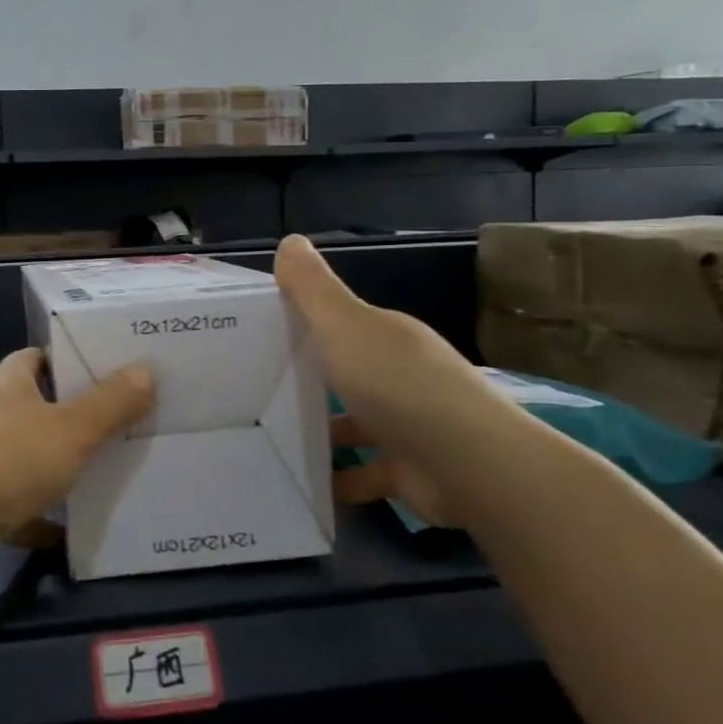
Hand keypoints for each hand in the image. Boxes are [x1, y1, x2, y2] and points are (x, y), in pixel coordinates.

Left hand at [0, 348, 154, 585]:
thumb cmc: (5, 460)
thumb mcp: (70, 430)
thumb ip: (110, 404)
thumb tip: (145, 370)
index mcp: (8, 382)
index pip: (42, 358)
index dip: (75, 360)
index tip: (116, 370)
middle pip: (40, 407)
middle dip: (78, 416)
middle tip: (130, 422)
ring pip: (31, 457)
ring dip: (62, 466)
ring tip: (115, 470)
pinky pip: (21, 504)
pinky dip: (44, 516)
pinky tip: (78, 530)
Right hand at [275, 234, 517, 527]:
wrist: (471, 465)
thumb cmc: (398, 384)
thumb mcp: (345, 326)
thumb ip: (313, 289)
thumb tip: (290, 240)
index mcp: (385, 337)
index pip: (339, 324)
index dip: (301, 325)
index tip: (256, 336)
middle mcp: (399, 375)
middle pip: (345, 373)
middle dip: (306, 381)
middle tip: (251, 391)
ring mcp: (407, 425)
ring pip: (354, 424)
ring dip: (320, 433)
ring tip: (269, 440)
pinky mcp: (408, 471)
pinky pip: (363, 472)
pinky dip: (338, 479)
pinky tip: (305, 483)